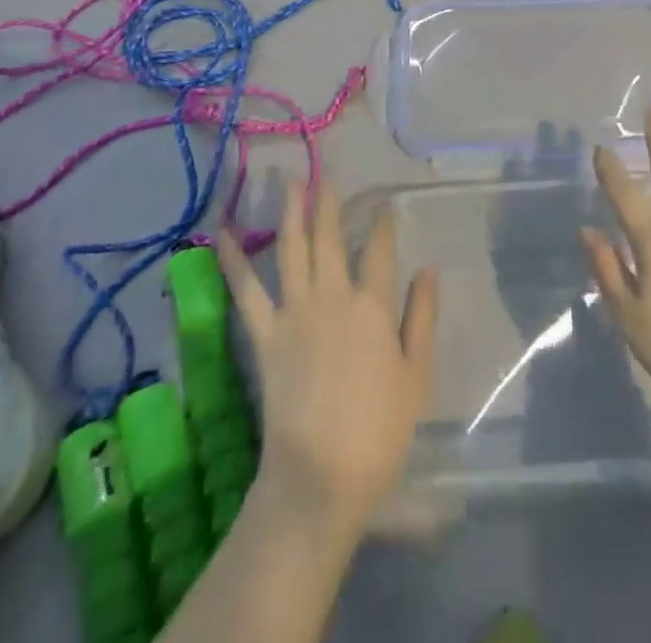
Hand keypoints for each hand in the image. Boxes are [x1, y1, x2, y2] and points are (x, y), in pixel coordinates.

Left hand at [216, 177, 437, 535]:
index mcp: (372, 306)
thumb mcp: (416, 375)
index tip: (383, 205)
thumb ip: (421, 317)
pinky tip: (223, 233)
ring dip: (291, 211)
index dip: (382, 223)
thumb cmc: (378, 430)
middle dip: (328, 202)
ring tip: (290, 180)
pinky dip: (234, 259)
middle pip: (330, 237)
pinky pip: (246, 289)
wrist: (320, 476)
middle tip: (326, 173)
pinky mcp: (265, 334)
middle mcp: (333, 296)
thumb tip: (427, 268)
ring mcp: (295, 312)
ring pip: (292, 248)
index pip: (380, 250)